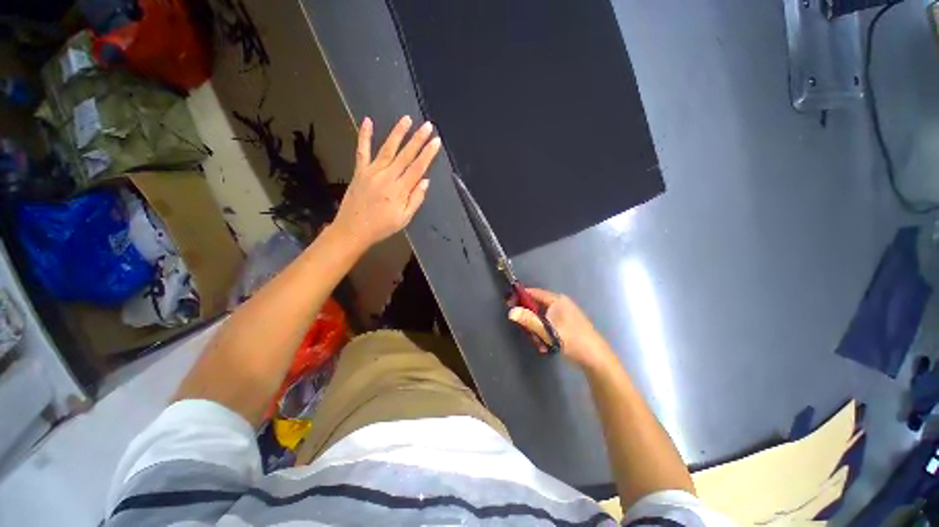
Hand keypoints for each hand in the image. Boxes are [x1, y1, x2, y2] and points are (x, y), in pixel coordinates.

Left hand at [333, 116, 440, 249]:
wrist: (352, 230)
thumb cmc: (382, 227)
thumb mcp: (404, 219)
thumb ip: (415, 199)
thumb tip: (426, 181)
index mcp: (400, 190)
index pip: (417, 168)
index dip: (428, 154)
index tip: (436, 141)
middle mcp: (387, 177)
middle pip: (405, 155)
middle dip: (418, 139)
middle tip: (428, 125)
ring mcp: (372, 172)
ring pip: (387, 149)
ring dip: (398, 133)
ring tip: (407, 119)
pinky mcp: (359, 171)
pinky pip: (362, 151)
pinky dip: (364, 135)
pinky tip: (367, 121)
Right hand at [508, 288, 614, 369]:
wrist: (595, 357)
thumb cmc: (571, 339)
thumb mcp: (547, 330)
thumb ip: (528, 320)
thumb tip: (510, 311)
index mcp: (557, 300)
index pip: (533, 293)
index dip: (520, 297)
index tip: (508, 304)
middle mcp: (560, 304)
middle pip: (537, 306)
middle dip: (530, 320)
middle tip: (526, 332)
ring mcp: (565, 314)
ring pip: (542, 318)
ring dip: (537, 330)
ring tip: (539, 343)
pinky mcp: (567, 324)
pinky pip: (550, 325)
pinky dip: (545, 334)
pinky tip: (547, 346)